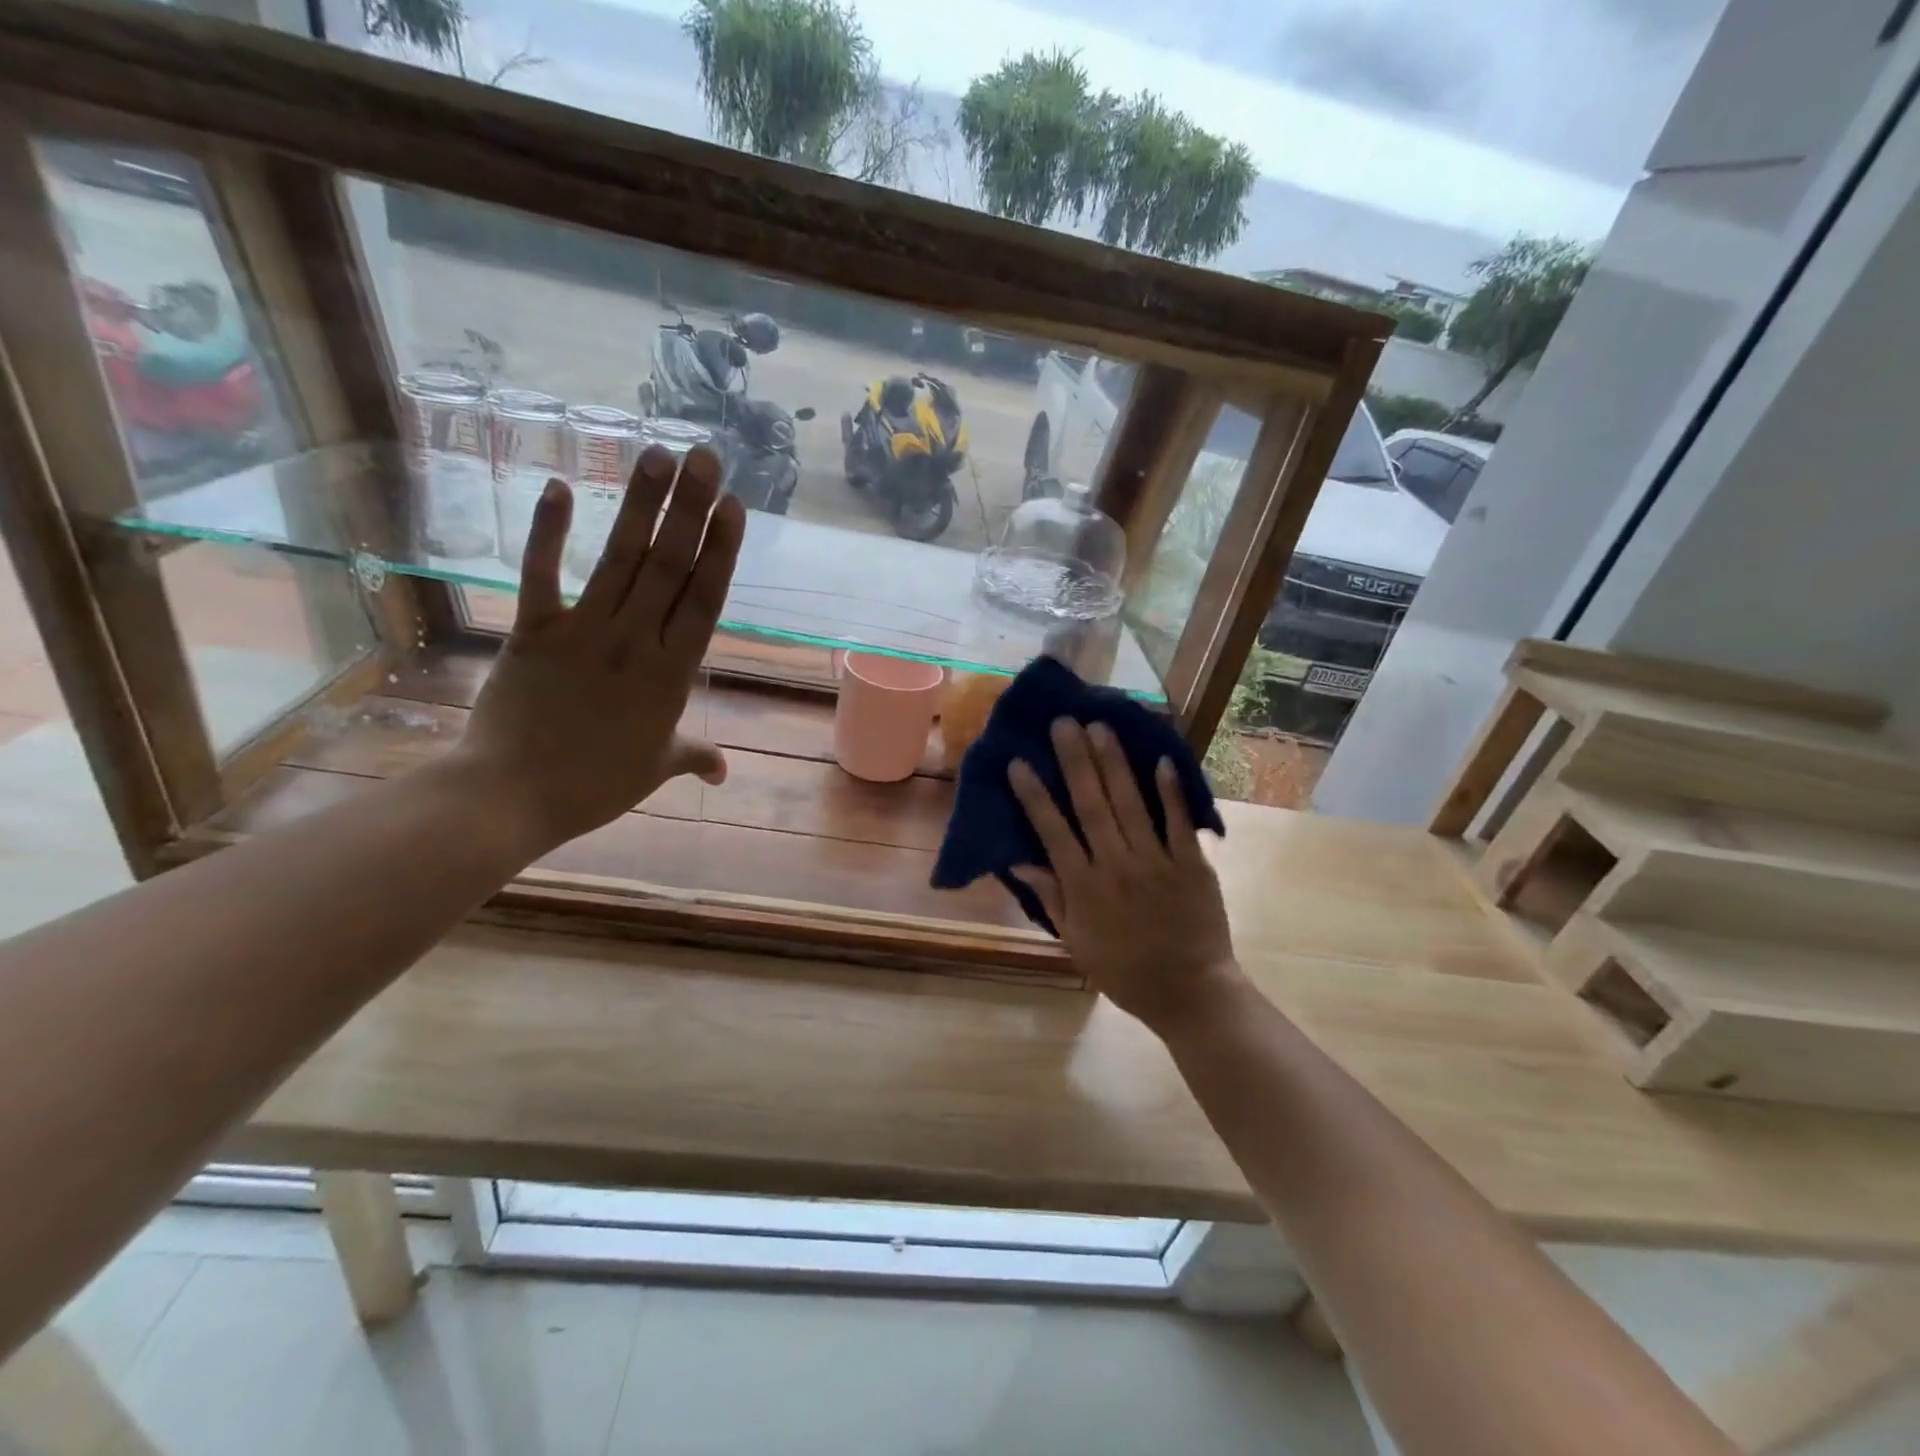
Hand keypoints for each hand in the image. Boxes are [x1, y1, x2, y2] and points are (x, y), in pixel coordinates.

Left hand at [453, 444, 743, 856]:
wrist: (512, 796)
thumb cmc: (595, 786)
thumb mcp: (656, 769)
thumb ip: (694, 757)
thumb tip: (725, 772)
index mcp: (671, 674)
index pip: (703, 600)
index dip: (720, 550)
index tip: (733, 506)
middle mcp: (634, 641)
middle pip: (668, 566)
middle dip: (690, 508)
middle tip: (706, 456)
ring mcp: (583, 632)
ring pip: (618, 559)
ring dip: (640, 506)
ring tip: (657, 455)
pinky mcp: (533, 631)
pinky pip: (541, 574)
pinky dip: (548, 531)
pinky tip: (561, 488)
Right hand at [1007, 719, 1241, 1034]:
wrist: (1190, 993)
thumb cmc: (1124, 971)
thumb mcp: (1076, 942)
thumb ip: (1052, 898)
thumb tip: (1020, 860)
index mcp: (1084, 886)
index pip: (1053, 831)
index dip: (1034, 795)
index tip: (1019, 762)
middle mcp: (1116, 865)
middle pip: (1091, 804)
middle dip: (1074, 761)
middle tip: (1063, 723)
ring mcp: (1156, 862)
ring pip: (1131, 803)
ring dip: (1114, 763)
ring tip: (1100, 726)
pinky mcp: (1191, 864)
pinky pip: (1178, 822)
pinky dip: (1170, 791)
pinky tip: (1159, 759)